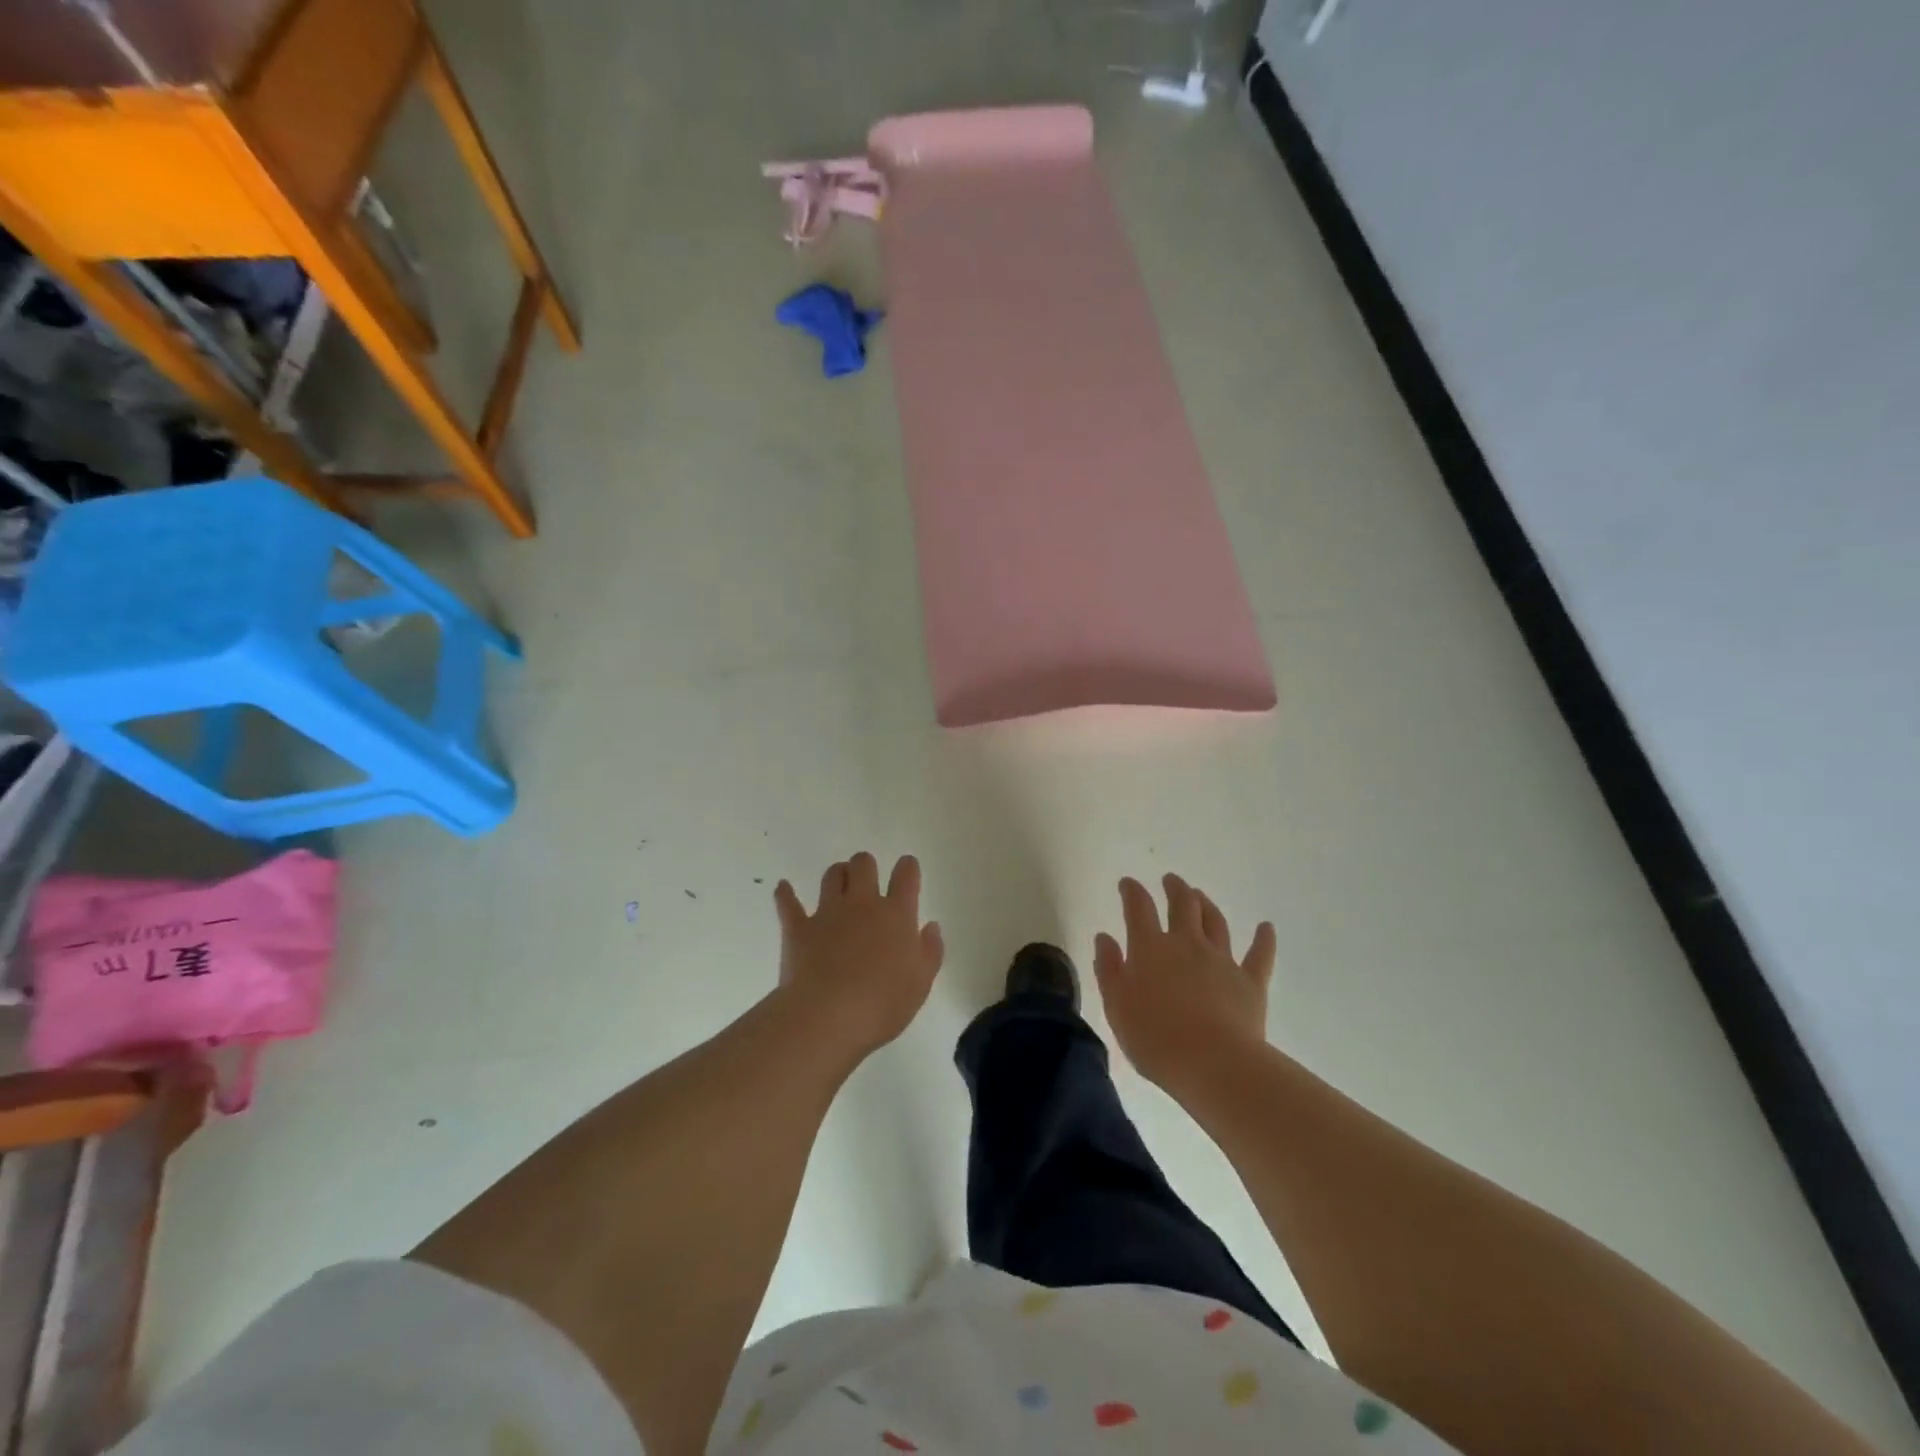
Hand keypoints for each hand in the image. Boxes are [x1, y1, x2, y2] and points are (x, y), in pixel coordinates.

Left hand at [773, 853, 944, 1058]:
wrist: (827, 1017)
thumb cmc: (882, 1005)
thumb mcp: (921, 984)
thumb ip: (930, 951)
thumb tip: (930, 926)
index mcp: (896, 915)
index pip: (906, 876)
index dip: (907, 867)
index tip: (907, 868)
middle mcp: (862, 904)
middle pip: (863, 865)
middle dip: (866, 866)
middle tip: (868, 881)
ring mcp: (827, 913)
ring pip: (832, 876)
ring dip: (837, 875)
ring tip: (839, 884)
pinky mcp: (798, 928)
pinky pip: (788, 903)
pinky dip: (785, 894)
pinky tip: (783, 888)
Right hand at [1092, 874, 1276, 1090]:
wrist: (1213, 1063)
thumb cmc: (1155, 1037)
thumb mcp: (1117, 1005)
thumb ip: (1109, 968)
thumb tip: (1105, 938)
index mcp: (1150, 948)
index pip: (1138, 908)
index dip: (1132, 891)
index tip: (1128, 883)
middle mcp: (1187, 943)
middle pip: (1182, 905)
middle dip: (1175, 889)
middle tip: (1171, 880)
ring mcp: (1222, 960)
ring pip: (1215, 922)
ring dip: (1206, 905)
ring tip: (1200, 895)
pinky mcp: (1250, 982)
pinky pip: (1259, 955)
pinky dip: (1263, 939)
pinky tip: (1266, 927)